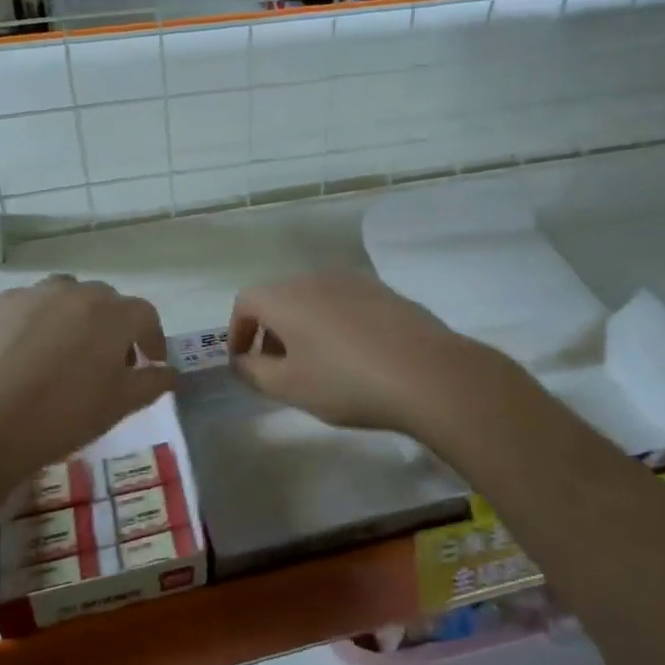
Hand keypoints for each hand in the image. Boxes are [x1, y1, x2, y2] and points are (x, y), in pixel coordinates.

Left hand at [0, 276, 176, 484]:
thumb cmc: (64, 415)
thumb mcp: (120, 405)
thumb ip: (152, 383)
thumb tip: (168, 372)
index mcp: (114, 314)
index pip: (146, 316)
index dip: (152, 339)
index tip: (150, 363)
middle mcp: (78, 293)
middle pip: (107, 302)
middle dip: (115, 327)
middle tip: (109, 362)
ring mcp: (36, 295)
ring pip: (68, 296)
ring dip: (77, 316)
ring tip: (68, 350)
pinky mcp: (0, 306)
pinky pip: (32, 305)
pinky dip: (40, 321)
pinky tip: (29, 352)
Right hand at [228, 272, 505, 435]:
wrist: (427, 373)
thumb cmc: (347, 382)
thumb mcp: (290, 387)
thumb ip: (255, 372)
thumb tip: (241, 361)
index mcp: (286, 296)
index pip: (246, 302)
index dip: (237, 332)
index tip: (243, 362)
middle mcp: (315, 277)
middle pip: (280, 297)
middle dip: (270, 330)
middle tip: (277, 367)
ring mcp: (354, 280)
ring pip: (313, 298)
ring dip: (303, 326)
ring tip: (315, 363)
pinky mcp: (384, 291)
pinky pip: (344, 302)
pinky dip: (334, 323)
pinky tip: (353, 355)